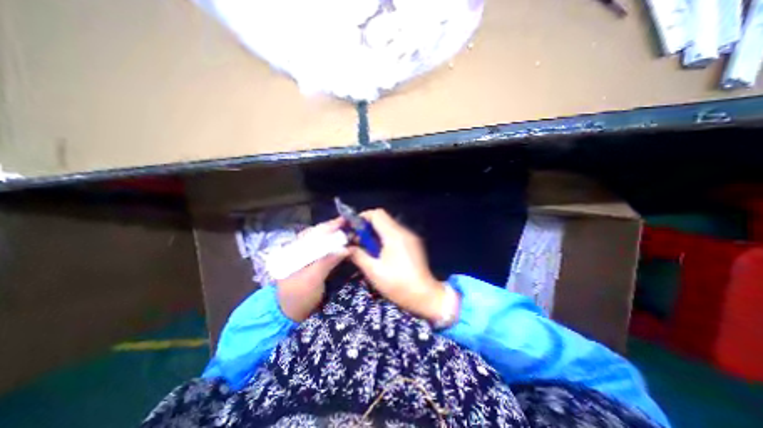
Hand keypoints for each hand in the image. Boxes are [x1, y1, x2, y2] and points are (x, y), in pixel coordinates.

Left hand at [278, 220, 347, 322]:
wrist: (289, 314)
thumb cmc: (299, 297)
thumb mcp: (312, 280)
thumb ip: (327, 261)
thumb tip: (346, 247)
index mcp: (294, 250)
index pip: (314, 232)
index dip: (330, 226)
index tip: (346, 220)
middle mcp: (299, 248)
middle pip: (319, 233)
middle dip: (335, 229)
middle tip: (352, 226)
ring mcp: (305, 255)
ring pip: (322, 240)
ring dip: (336, 236)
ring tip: (350, 233)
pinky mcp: (311, 262)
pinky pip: (324, 249)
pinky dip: (335, 245)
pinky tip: (343, 244)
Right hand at [350, 207, 455, 323]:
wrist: (425, 296)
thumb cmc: (397, 284)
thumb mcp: (373, 271)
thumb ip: (358, 255)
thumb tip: (348, 247)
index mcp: (394, 235)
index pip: (377, 214)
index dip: (363, 217)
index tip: (353, 229)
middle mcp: (403, 231)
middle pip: (383, 219)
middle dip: (368, 227)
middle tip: (358, 241)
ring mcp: (410, 237)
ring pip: (389, 226)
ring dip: (376, 233)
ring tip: (368, 249)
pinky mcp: (413, 243)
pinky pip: (396, 234)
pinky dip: (385, 238)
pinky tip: (381, 253)